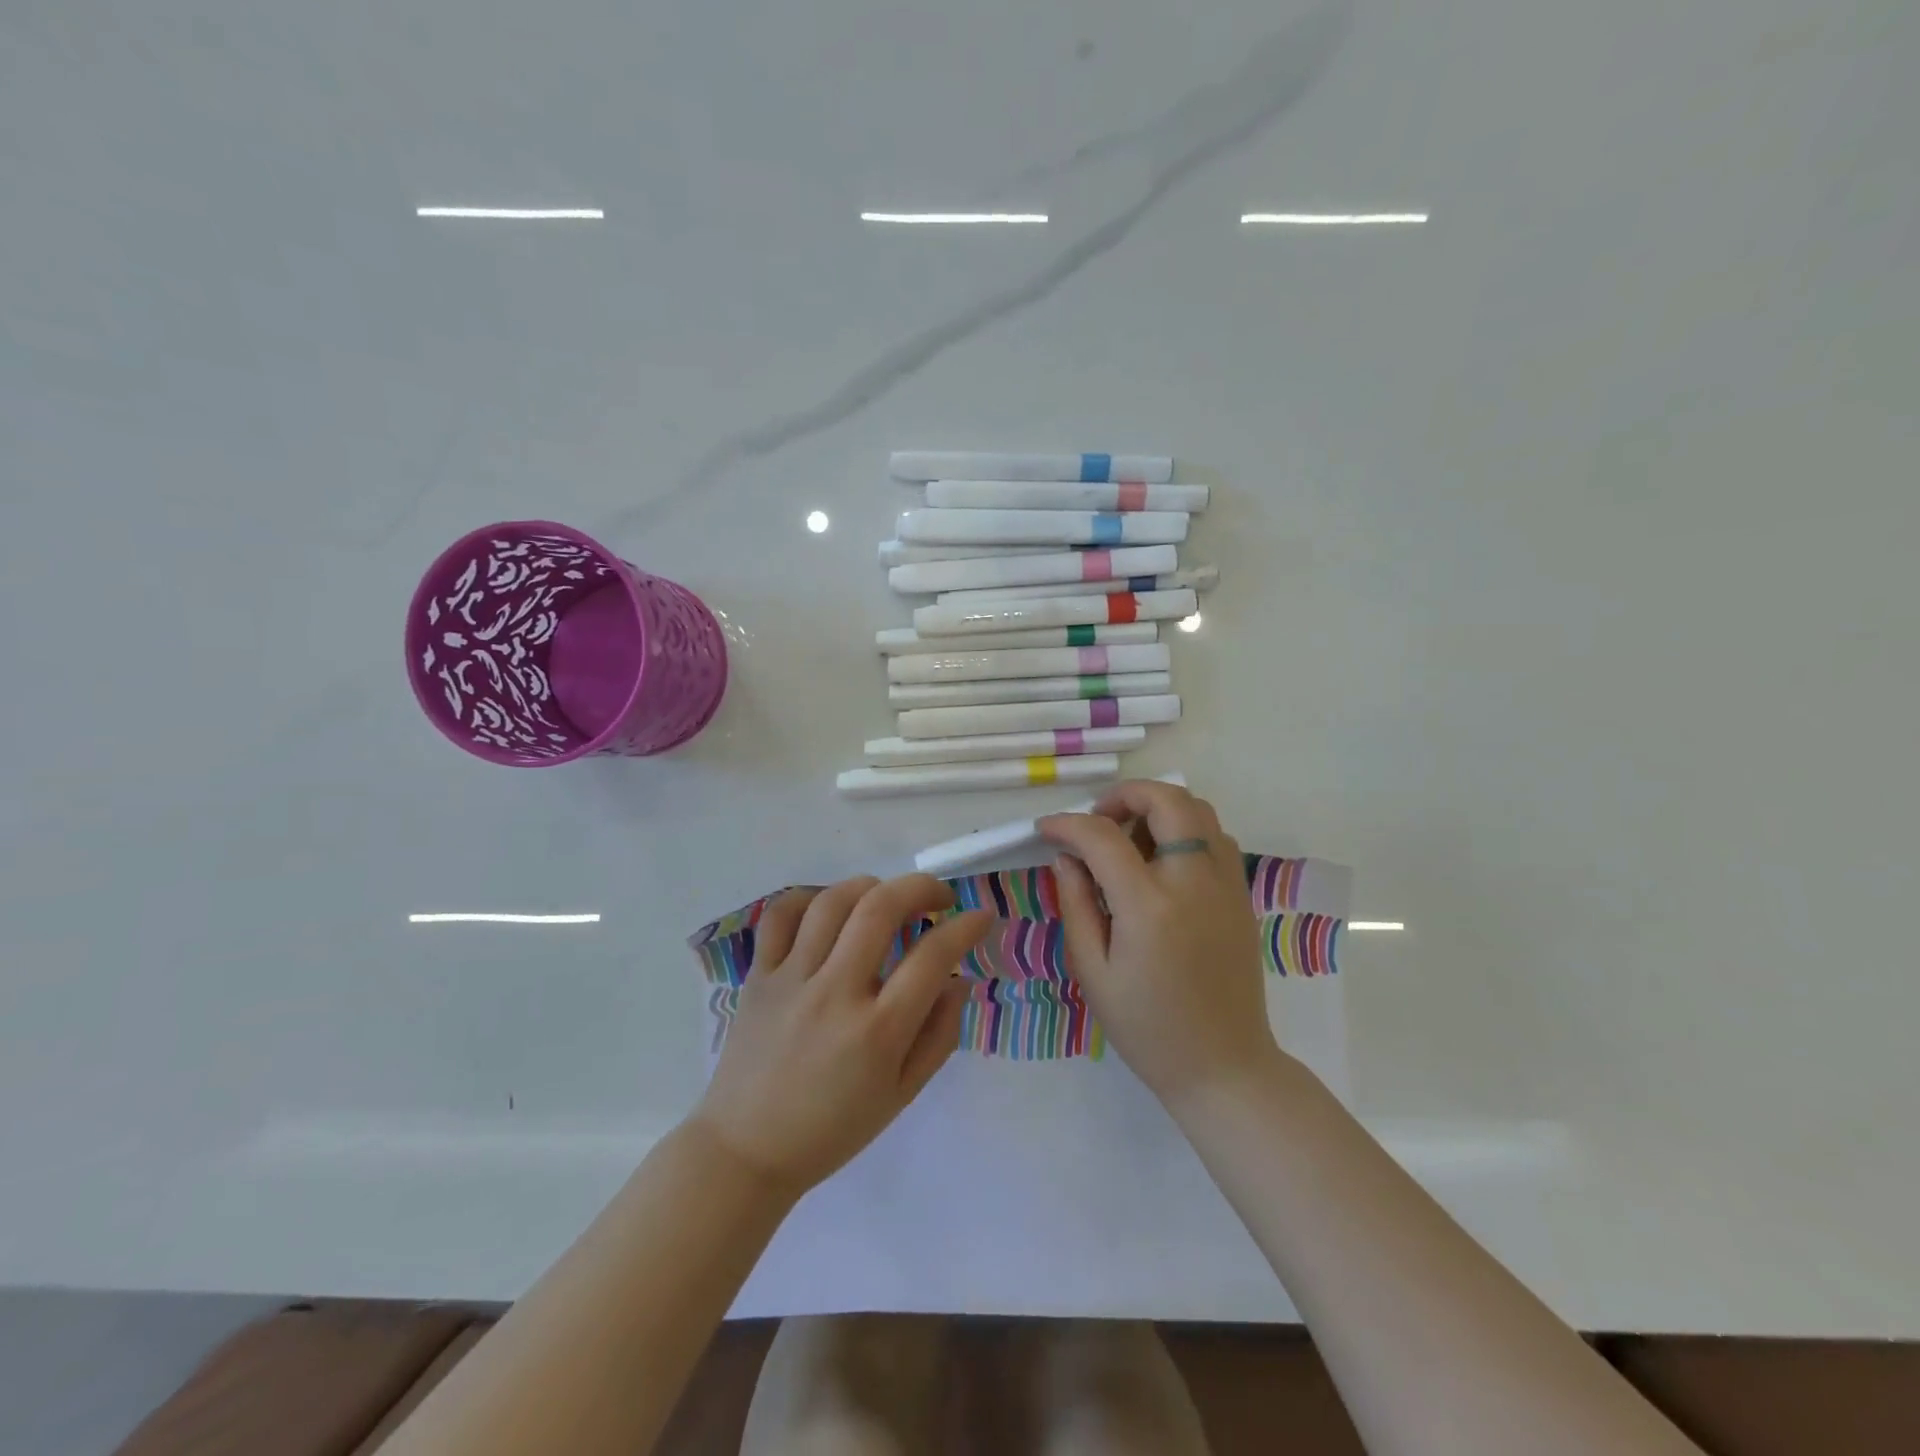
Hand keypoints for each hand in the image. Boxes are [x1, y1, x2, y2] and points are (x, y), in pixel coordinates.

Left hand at [691, 875, 991, 1194]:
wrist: (746, 1150)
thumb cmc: (833, 1129)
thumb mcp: (901, 1094)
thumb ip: (939, 1034)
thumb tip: (959, 979)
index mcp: (878, 1031)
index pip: (933, 956)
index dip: (966, 927)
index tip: (980, 916)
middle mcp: (835, 993)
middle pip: (881, 908)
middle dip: (921, 887)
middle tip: (938, 897)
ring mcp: (791, 979)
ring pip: (833, 901)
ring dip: (870, 886)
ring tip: (887, 898)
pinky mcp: (758, 975)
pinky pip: (781, 916)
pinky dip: (809, 898)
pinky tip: (830, 908)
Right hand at [1040, 782, 1279, 1105]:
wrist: (1223, 1066)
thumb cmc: (1147, 1028)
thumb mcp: (1093, 971)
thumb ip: (1076, 905)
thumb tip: (1066, 857)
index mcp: (1149, 906)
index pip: (1102, 837)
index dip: (1067, 825)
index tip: (1046, 829)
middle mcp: (1194, 882)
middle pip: (1167, 800)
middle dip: (1125, 794)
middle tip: (1098, 820)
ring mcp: (1226, 885)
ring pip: (1198, 811)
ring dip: (1159, 809)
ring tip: (1130, 840)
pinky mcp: (1242, 896)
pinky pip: (1216, 838)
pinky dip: (1186, 831)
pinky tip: (1163, 863)